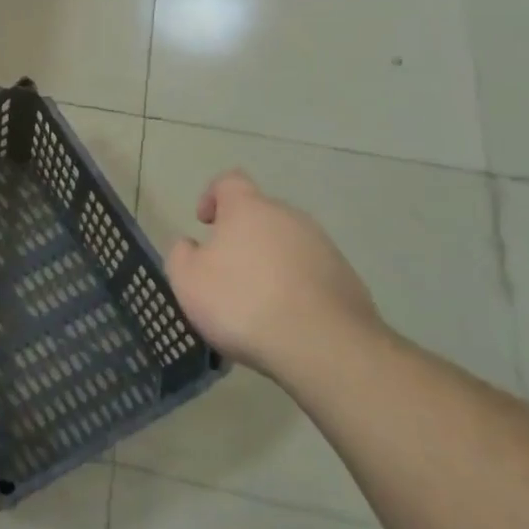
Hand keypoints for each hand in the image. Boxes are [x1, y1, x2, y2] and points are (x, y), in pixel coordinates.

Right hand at [165, 171, 379, 377]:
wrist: (324, 347)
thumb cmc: (243, 303)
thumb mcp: (187, 280)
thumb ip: (181, 254)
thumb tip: (191, 246)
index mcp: (248, 208)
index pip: (228, 181)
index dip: (212, 196)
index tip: (205, 223)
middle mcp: (289, 217)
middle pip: (261, 214)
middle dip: (242, 235)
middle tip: (226, 270)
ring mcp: (324, 247)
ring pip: (288, 244)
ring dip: (270, 262)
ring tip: (257, 302)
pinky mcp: (347, 279)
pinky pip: (311, 273)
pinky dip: (296, 287)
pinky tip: (286, 319)